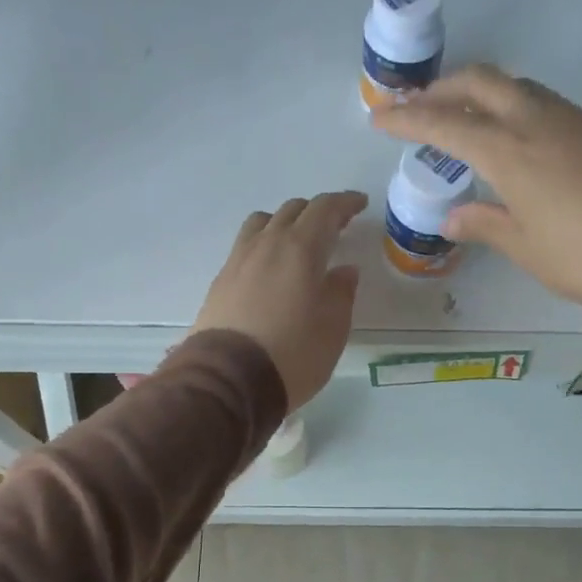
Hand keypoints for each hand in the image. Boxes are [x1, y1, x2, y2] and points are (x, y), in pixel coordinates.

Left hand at [191, 192, 366, 410]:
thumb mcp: (333, 326)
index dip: (345, 203)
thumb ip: (341, 292)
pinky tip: (271, 267)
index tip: (360, 204)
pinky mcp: (221, 280)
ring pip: (263, 223)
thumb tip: (344, 271)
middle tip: (335, 226)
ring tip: (298, 242)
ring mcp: (239, 260)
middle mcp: (267, 244)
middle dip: (317, 212)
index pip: (325, 209)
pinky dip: (264, 244)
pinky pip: (246, 246)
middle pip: (292, 210)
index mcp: (300, 248)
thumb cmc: (294, 352)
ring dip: (285, 223)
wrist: (229, 378)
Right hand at [373, 66, 581, 312]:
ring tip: (467, 119)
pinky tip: (520, 138)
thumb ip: (485, 224)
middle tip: (420, 108)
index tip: (380, 118)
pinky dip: (517, 108)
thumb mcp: (526, 247)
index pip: (445, 123)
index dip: (408, 119)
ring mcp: (575, 120)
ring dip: (483, 94)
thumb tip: (452, 217)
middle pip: (481, 81)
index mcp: (510, 152)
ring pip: (518, 87)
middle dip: (443, 88)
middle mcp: (538, 122)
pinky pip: (547, 103)